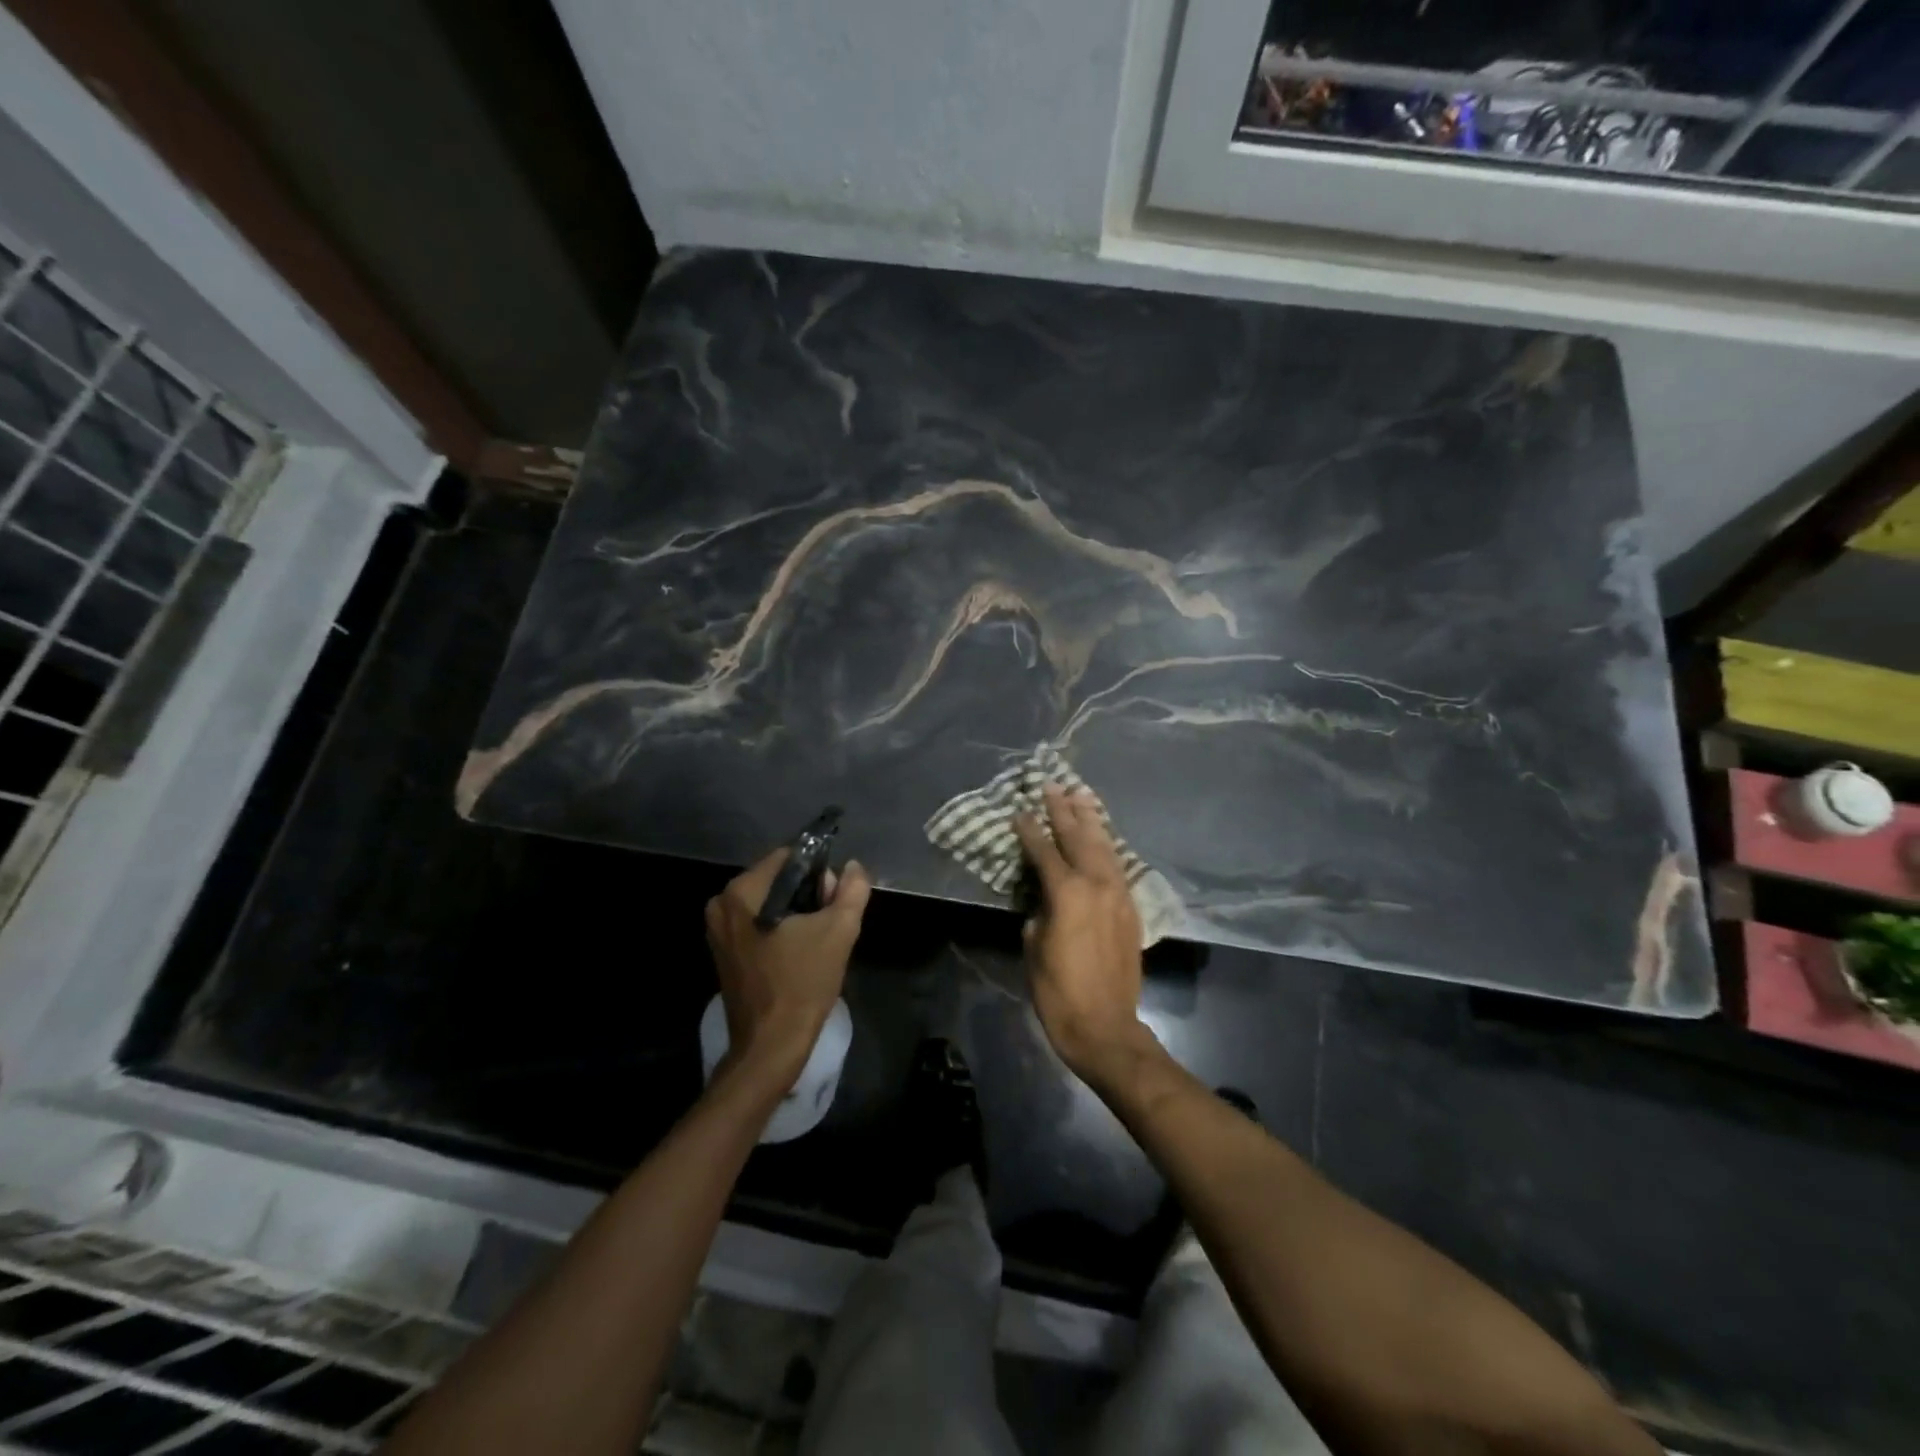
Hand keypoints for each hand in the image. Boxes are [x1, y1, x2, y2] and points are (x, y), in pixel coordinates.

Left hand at [705, 849, 871, 1085]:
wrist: (770, 1046)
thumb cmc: (802, 984)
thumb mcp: (839, 931)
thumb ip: (852, 890)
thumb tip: (854, 867)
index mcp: (742, 892)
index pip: (788, 857)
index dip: (819, 871)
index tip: (835, 898)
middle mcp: (722, 904)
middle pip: (778, 878)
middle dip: (809, 892)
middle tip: (831, 920)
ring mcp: (719, 929)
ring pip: (770, 901)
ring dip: (798, 911)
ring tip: (819, 938)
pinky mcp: (724, 951)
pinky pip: (759, 922)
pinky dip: (782, 928)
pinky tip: (801, 949)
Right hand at [1012, 785, 1149, 1082]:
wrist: (1105, 1025)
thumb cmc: (1058, 990)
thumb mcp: (1034, 945)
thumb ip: (1039, 911)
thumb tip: (1045, 898)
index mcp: (1068, 892)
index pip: (1044, 850)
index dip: (1029, 830)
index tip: (1019, 811)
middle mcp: (1097, 884)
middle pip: (1078, 837)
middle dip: (1063, 810)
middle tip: (1052, 786)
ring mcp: (1118, 894)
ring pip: (1104, 846)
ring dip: (1091, 820)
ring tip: (1080, 795)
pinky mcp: (1130, 908)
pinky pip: (1117, 865)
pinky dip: (1106, 845)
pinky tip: (1101, 836)